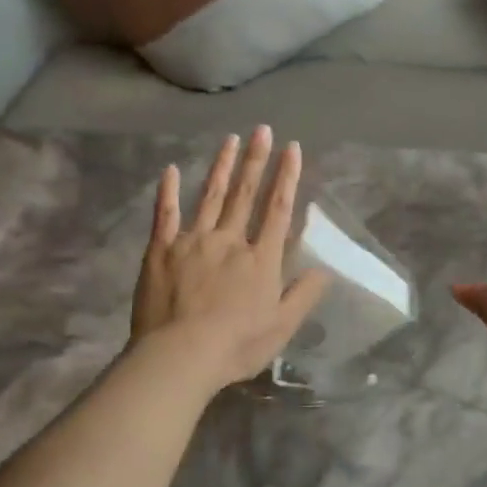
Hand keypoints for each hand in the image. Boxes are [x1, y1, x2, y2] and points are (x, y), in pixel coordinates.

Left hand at [130, 127, 330, 394]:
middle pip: (245, 194)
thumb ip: (303, 295)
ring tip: (231, 139)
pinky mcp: (161, 250)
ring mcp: (193, 241)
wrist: (179, 356)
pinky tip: (169, 169)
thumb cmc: (235, 345)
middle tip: (262, 129)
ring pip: (210, 196)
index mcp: (260, 259)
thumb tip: (324, 269)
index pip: (277, 209)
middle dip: (256, 160)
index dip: (287, 177)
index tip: (292, 148)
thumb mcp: (281, 327)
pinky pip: (165, 215)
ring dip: (222, 166)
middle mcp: (230, 240)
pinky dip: (167, 191)